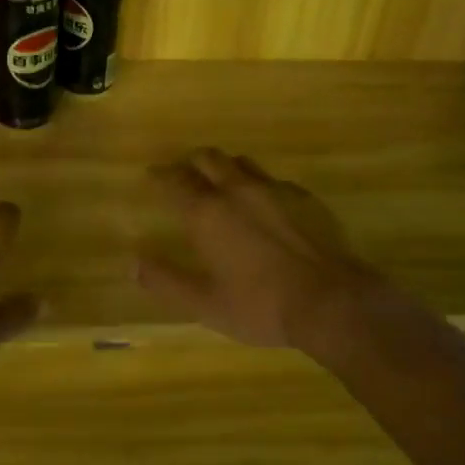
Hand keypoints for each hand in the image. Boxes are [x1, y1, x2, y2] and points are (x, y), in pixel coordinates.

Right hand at [136, 149, 388, 354]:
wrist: (331, 300)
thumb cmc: (261, 305)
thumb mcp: (206, 303)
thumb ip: (167, 281)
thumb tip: (133, 263)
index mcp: (207, 213)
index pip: (175, 181)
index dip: (160, 175)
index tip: (152, 174)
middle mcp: (237, 190)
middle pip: (209, 159)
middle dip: (192, 162)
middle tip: (185, 173)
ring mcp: (274, 189)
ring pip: (242, 163)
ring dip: (225, 167)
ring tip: (222, 181)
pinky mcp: (304, 197)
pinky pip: (273, 180)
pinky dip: (259, 184)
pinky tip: (265, 203)